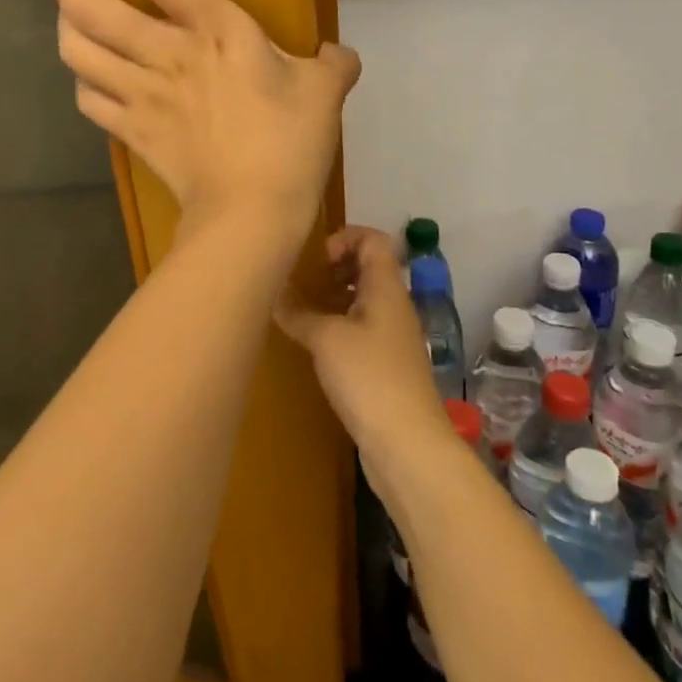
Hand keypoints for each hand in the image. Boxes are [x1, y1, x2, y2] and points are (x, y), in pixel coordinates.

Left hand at [51, 0, 360, 229]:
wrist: (251, 213)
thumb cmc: (290, 144)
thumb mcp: (326, 93)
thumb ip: (333, 63)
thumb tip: (339, 55)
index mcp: (215, 31)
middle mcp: (164, 54)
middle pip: (88, 6)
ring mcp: (140, 94)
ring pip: (75, 50)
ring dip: (66, 25)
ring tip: (72, 14)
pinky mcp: (131, 131)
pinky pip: (88, 98)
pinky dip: (84, 81)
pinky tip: (94, 77)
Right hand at [279, 226, 446, 455]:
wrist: (407, 443)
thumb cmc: (368, 376)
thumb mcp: (326, 338)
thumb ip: (298, 311)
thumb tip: (274, 293)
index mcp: (386, 287)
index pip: (373, 239)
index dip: (344, 237)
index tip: (315, 261)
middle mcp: (393, 305)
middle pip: (368, 267)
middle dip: (334, 269)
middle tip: (303, 284)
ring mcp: (392, 336)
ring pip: (362, 300)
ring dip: (333, 299)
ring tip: (301, 313)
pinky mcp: (386, 365)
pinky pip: (361, 329)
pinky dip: (338, 327)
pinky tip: (315, 346)